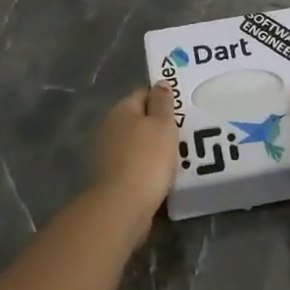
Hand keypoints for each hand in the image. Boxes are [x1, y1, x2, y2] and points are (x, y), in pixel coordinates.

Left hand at [91, 84, 180, 238]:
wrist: (122, 206)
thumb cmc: (147, 159)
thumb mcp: (163, 125)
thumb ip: (162, 102)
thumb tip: (160, 82)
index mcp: (121, 109)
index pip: (144, 94)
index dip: (162, 100)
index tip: (181, 111)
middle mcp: (109, 127)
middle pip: (138, 119)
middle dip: (158, 126)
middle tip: (182, 135)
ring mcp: (106, 153)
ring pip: (136, 143)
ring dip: (152, 149)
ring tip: (176, 158)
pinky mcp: (109, 177)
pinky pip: (133, 165)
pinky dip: (145, 168)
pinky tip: (160, 177)